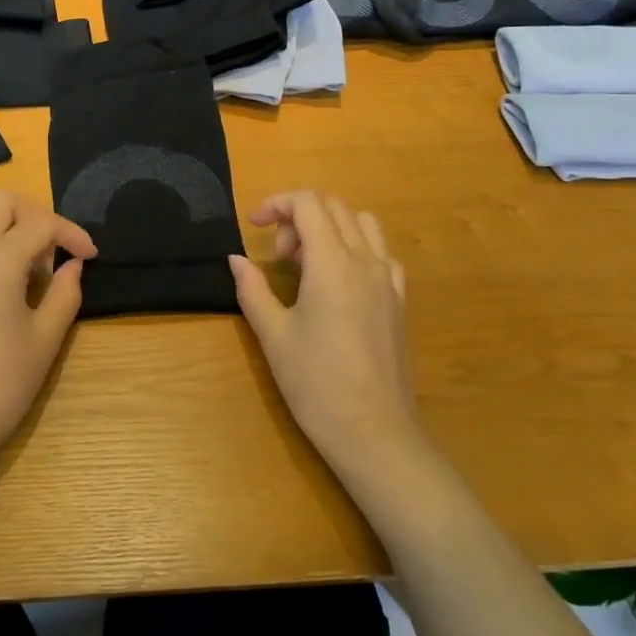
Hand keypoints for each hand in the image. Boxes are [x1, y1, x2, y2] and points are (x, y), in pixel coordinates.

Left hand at [0, 191, 96, 463]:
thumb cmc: (5, 382)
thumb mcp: (47, 337)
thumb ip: (64, 292)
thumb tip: (72, 266)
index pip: (41, 224)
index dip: (71, 233)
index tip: (89, 256)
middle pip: (0, 202)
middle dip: (34, 215)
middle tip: (52, 250)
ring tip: (13, 252)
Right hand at [229, 190, 419, 477]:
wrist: (374, 432)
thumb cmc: (316, 383)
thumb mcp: (273, 335)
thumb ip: (252, 288)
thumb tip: (236, 259)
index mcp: (332, 263)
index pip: (308, 203)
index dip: (276, 203)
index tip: (253, 226)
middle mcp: (365, 261)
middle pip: (333, 208)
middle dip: (298, 216)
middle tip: (275, 255)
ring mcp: (388, 280)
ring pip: (362, 224)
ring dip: (329, 228)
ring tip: (305, 263)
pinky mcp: (399, 301)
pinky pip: (380, 254)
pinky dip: (355, 249)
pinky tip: (337, 283)